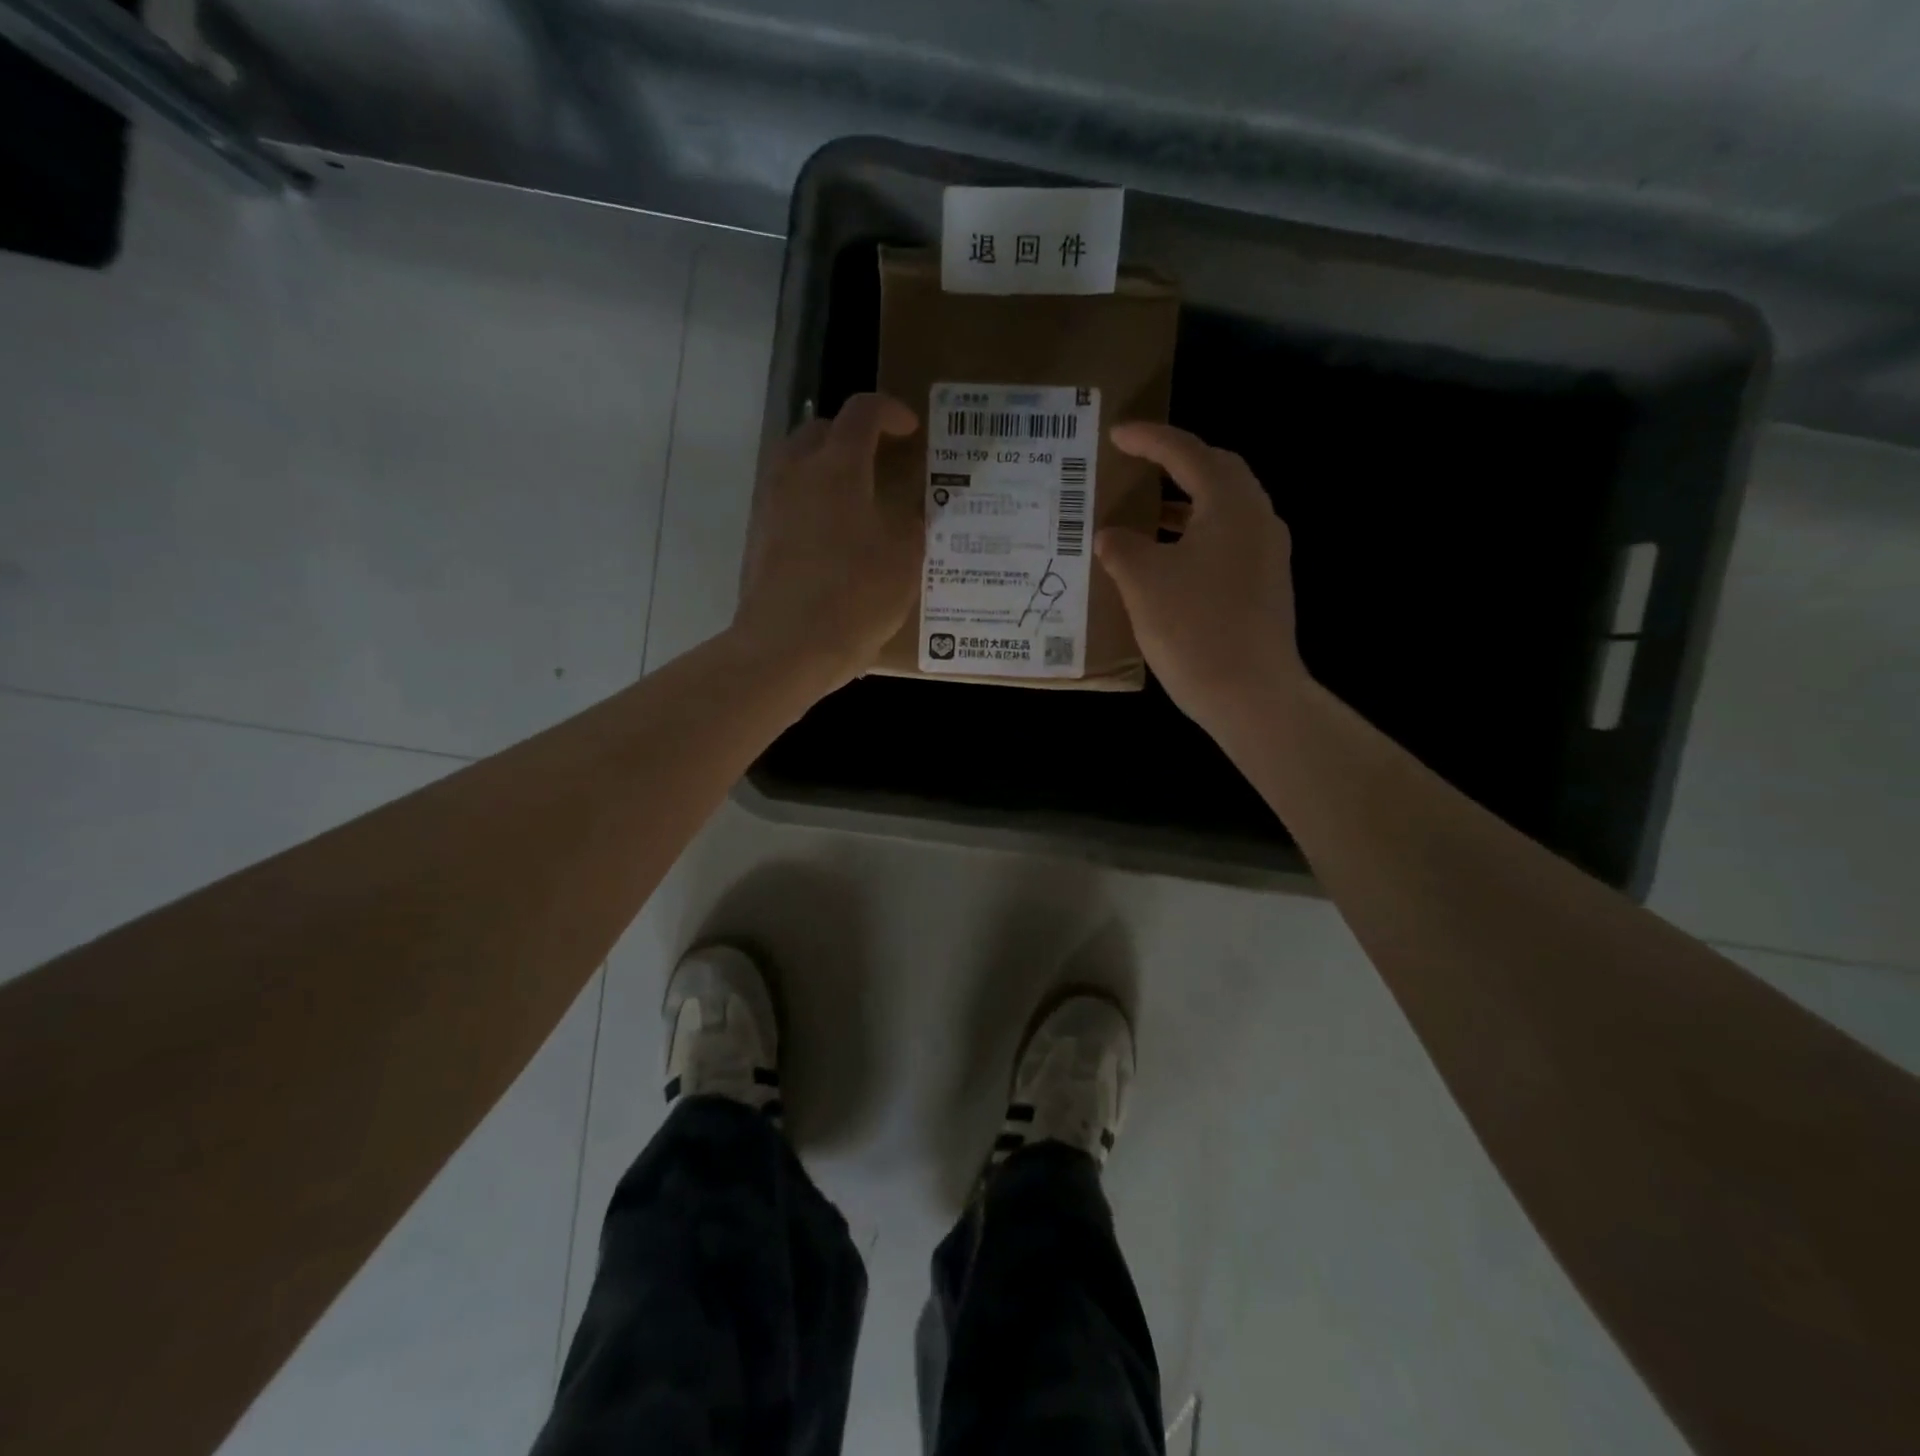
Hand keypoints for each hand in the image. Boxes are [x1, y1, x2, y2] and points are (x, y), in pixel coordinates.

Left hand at [735, 394, 919, 687]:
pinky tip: (834, 539)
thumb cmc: (853, 598)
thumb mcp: (904, 561)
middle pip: (821, 430)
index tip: (911, 430)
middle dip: (853, 436)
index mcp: (837, 467)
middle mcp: (795, 473)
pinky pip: (787, 499)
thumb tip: (913, 510)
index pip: (862, 412)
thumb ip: (912, 524)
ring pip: (798, 464)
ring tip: (858, 502)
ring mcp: (769, 504)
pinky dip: (812, 501)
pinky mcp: (757, 537)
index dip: (890, 412)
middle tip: (882, 463)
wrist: (785, 648)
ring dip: (828, 469)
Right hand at [1097, 423, 1307, 726]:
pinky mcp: (1264, 586)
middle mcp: (1257, 519)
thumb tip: (1111, 536)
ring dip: (1186, 503)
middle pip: (1218, 472)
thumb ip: (1121, 547)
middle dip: (1178, 463)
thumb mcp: (1143, 582)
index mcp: (1230, 505)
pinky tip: (1167, 561)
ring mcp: (1267, 554)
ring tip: (1146, 511)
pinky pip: (1227, 542)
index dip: (1150, 439)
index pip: (1187, 454)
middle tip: (1140, 464)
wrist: (1251, 695)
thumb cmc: (1194, 628)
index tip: (1117, 434)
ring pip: (1224, 510)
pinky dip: (1195, 536)